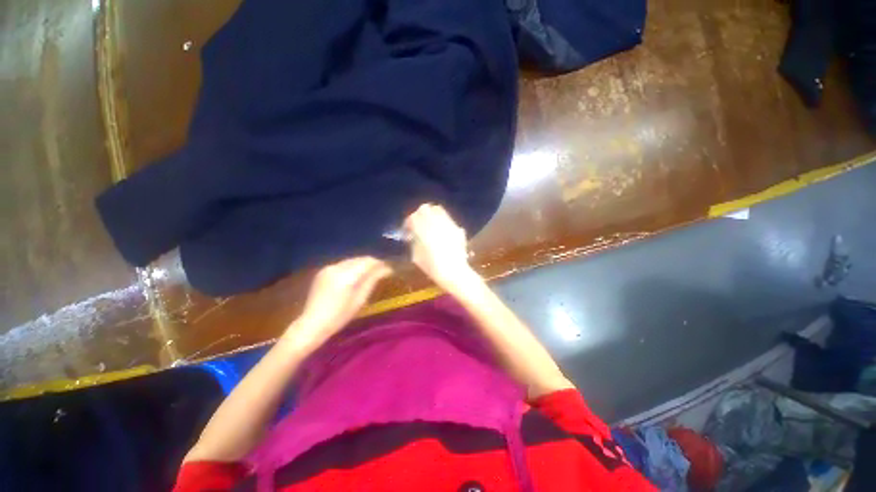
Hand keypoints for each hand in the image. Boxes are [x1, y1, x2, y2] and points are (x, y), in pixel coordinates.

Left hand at [287, 257, 391, 346]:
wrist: (312, 324)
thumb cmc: (340, 316)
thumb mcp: (360, 300)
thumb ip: (372, 280)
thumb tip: (386, 269)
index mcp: (346, 276)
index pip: (368, 262)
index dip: (381, 264)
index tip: (389, 269)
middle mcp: (337, 267)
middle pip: (360, 258)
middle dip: (372, 263)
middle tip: (382, 272)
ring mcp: (328, 268)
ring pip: (352, 260)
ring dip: (363, 264)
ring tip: (371, 274)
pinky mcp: (323, 271)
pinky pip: (343, 264)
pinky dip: (352, 267)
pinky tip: (355, 277)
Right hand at [404, 204, 477, 292]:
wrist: (453, 272)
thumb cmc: (432, 267)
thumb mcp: (416, 256)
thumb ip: (413, 242)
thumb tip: (412, 236)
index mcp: (422, 229)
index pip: (412, 217)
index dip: (408, 222)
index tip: (407, 229)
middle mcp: (435, 222)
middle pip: (425, 208)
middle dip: (420, 214)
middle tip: (418, 223)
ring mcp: (447, 224)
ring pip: (438, 210)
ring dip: (432, 215)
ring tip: (430, 225)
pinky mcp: (457, 228)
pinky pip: (448, 219)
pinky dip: (442, 221)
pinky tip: (441, 231)